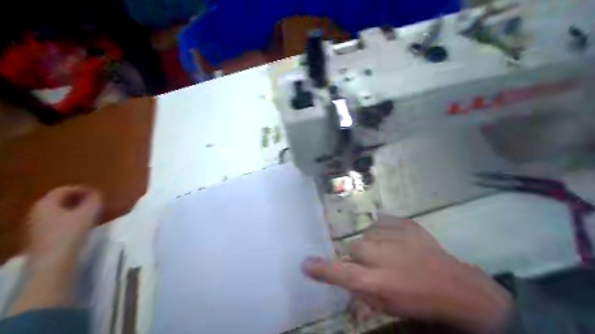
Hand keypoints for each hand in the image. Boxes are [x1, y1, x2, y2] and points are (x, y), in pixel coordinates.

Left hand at [9, 185, 101, 315]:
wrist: (52, 266)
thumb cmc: (70, 235)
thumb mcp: (88, 214)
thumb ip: (94, 201)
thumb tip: (97, 193)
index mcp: (45, 203)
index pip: (64, 190)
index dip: (82, 189)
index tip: (97, 193)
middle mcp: (36, 213)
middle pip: (59, 201)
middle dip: (77, 200)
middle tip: (94, 203)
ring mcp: (35, 227)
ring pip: (57, 213)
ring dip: (74, 211)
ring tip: (90, 216)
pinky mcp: (39, 240)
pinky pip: (55, 224)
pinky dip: (69, 222)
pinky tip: (80, 229)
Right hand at [303, 215, 511, 332]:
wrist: (454, 286)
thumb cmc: (417, 302)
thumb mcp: (385, 304)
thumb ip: (360, 289)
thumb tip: (343, 276)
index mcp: (375, 281)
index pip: (339, 273)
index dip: (321, 269)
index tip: (306, 264)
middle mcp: (381, 256)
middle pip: (354, 248)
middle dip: (359, 257)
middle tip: (374, 265)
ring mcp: (395, 236)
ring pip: (367, 234)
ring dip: (373, 244)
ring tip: (390, 252)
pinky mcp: (406, 224)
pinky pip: (382, 222)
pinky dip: (384, 231)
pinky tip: (396, 241)